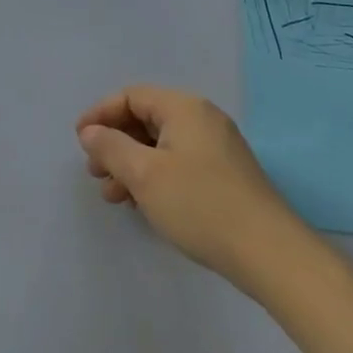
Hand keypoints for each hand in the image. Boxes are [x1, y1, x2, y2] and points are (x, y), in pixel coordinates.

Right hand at [76, 85, 311, 295]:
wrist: (272, 256)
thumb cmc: (201, 205)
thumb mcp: (144, 174)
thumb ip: (111, 147)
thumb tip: (90, 131)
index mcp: (183, 107)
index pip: (131, 97)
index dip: (101, 114)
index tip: (79, 140)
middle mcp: (202, 119)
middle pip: (146, 120)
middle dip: (115, 144)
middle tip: (95, 172)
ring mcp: (218, 148)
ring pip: (161, 146)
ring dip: (132, 165)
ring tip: (113, 196)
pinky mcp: (227, 176)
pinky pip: (179, 163)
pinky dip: (155, 177)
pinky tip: (144, 204)